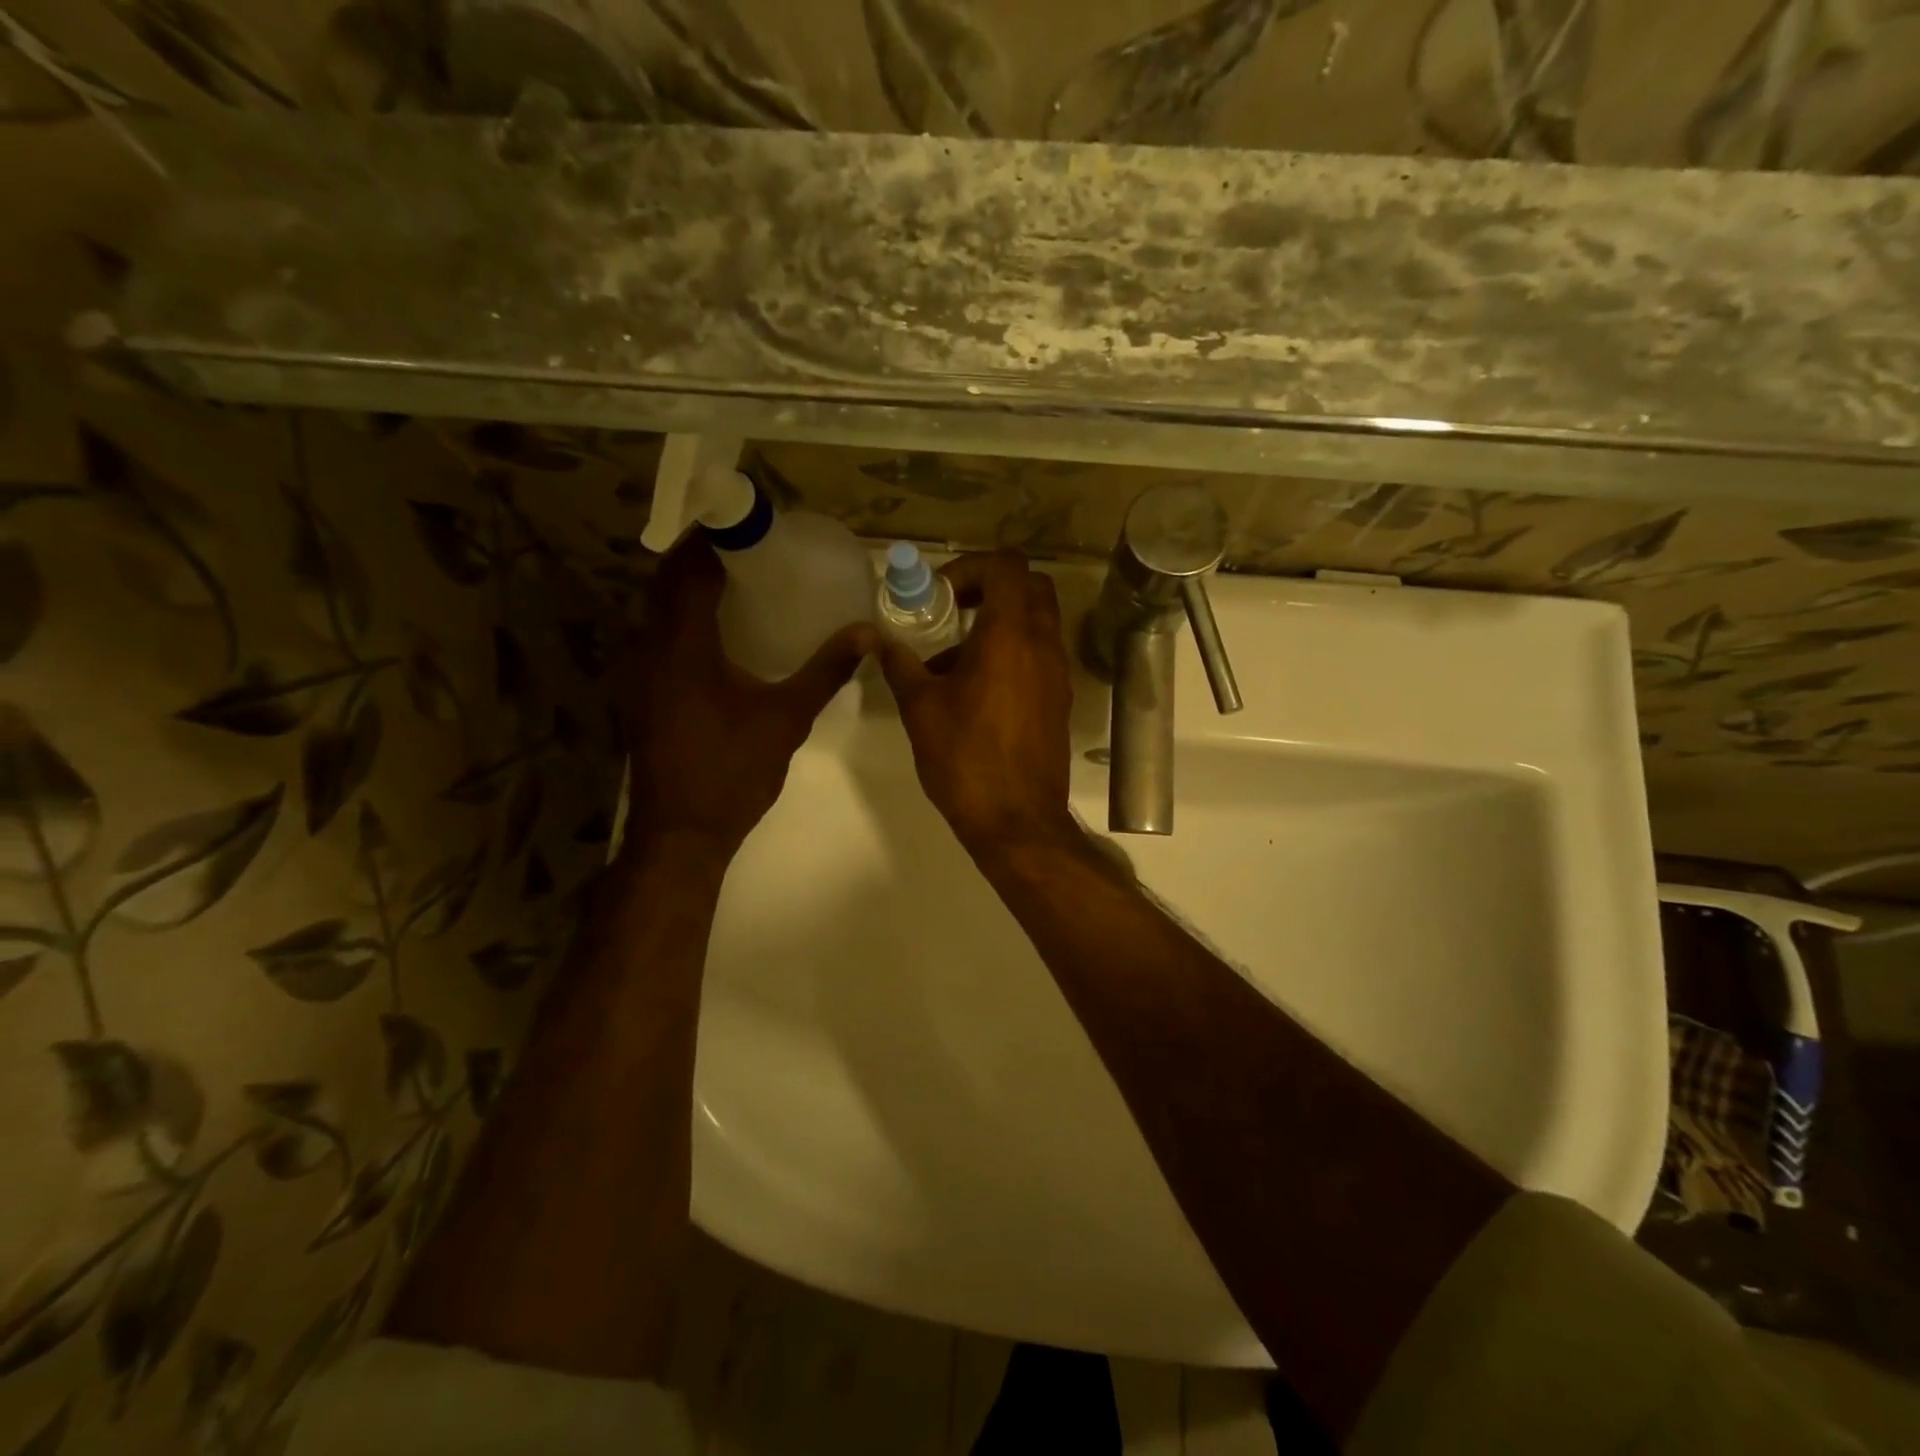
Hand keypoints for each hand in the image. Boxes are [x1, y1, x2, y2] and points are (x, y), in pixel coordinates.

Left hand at [616, 541, 871, 859]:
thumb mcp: (786, 718)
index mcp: (682, 645)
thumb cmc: (733, 770)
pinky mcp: (641, 693)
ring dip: (687, 587)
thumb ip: (825, 671)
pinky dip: (681, 618)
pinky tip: (717, 632)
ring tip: (735, 579)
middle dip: (700, 557)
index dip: (713, 539)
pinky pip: (657, 636)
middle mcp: (649, 648)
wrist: (682, 833)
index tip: (746, 523)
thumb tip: (866, 633)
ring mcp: (638, 672)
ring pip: (656, 610)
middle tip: (747, 546)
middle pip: (666, 582)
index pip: (689, 570)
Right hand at [878, 550, 1075, 856]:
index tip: (941, 595)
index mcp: (1010, 635)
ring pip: (1037, 622)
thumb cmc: (965, 759)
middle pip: (1030, 587)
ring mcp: (1057, 674)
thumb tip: (879, 640)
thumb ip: (901, 665)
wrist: (1017, 821)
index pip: (1007, 565)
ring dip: (999, 623)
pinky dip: (1012, 653)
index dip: (971, 566)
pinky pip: (1039, 656)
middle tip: (952, 611)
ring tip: (953, 661)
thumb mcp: (921, 709)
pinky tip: (975, 692)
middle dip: (990, 587)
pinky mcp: (1059, 700)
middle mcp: (1042, 645)